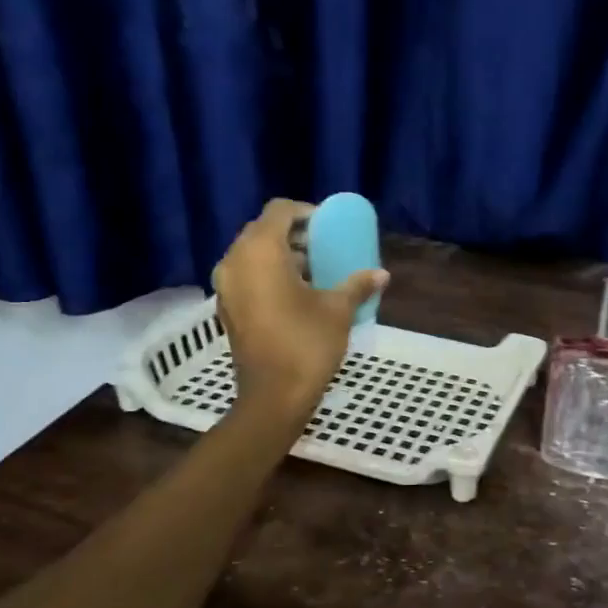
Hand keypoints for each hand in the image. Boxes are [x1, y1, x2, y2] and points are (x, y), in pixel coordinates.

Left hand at [211, 199, 387, 421]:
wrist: (273, 397)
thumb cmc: (306, 345)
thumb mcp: (338, 311)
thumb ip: (357, 285)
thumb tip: (382, 275)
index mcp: (260, 251)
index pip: (280, 211)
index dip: (306, 213)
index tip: (330, 227)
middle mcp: (235, 261)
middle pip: (263, 231)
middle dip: (295, 235)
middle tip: (324, 247)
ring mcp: (226, 286)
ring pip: (253, 254)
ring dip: (282, 256)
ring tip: (315, 271)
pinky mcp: (226, 308)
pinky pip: (247, 276)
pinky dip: (268, 275)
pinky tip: (296, 294)